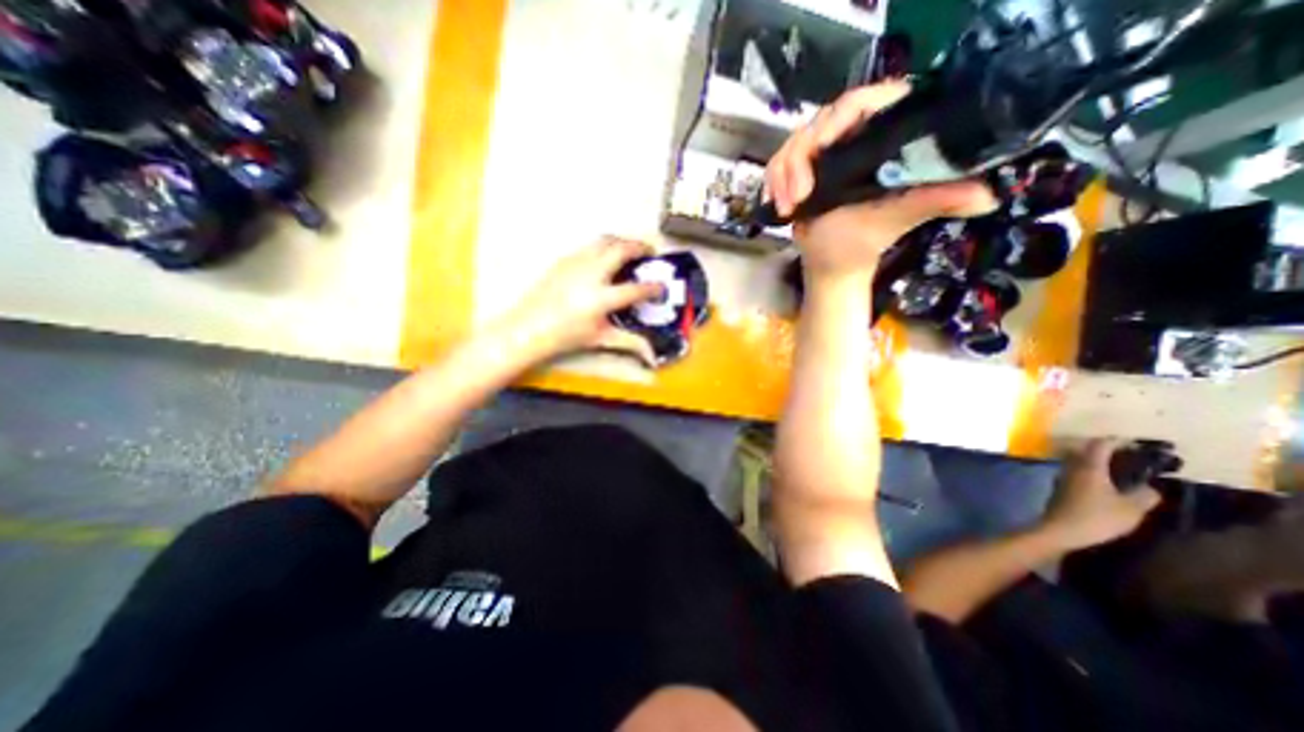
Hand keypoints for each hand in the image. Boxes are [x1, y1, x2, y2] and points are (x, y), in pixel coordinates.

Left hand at [497, 236, 665, 367]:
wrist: (529, 328)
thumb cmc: (566, 336)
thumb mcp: (601, 339)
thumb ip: (630, 342)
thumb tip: (652, 354)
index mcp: (601, 298)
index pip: (635, 289)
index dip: (653, 288)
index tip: (661, 288)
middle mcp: (591, 274)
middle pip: (621, 249)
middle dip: (640, 247)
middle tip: (650, 252)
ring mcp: (575, 263)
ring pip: (604, 241)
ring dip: (622, 242)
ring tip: (630, 250)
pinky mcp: (564, 260)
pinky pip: (589, 246)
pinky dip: (604, 247)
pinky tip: (605, 259)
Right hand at [766, 80, 1001, 283]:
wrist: (830, 264)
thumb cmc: (863, 243)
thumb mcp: (897, 218)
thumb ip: (935, 201)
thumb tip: (988, 197)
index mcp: (883, 140)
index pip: (864, 102)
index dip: (839, 118)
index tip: (821, 149)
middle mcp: (853, 141)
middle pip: (819, 122)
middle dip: (800, 160)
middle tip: (799, 195)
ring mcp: (824, 156)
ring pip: (793, 142)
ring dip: (783, 175)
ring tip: (788, 206)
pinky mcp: (801, 172)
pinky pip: (778, 162)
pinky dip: (772, 181)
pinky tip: (777, 202)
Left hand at [1041, 439, 1160, 547]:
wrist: (1060, 529)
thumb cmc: (1097, 517)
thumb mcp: (1131, 509)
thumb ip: (1145, 495)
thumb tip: (1151, 488)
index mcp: (1089, 467)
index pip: (1099, 445)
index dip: (1116, 441)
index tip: (1135, 443)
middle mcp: (1072, 466)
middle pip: (1085, 449)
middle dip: (1104, 449)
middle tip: (1128, 455)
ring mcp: (1063, 476)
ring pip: (1078, 460)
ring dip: (1095, 460)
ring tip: (1118, 468)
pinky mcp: (1059, 486)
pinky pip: (1075, 471)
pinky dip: (1088, 471)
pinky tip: (1102, 482)